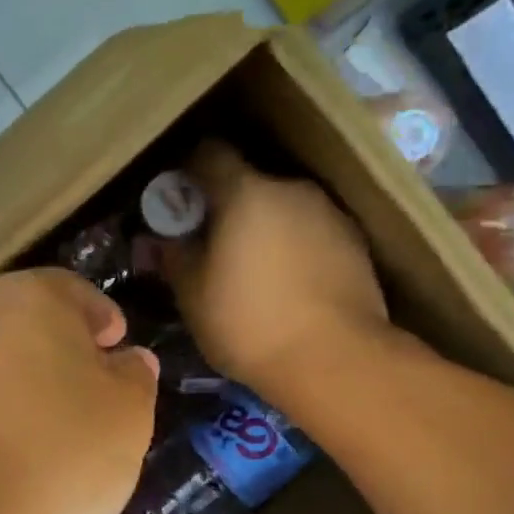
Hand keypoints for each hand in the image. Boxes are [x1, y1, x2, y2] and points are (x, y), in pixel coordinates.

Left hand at [0, 268, 159, 513]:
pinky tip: (5, 468)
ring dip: (22, 395)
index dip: (102, 319)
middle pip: (29, 330)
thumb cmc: (54, 452)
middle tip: (90, 400)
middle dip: (61, 359)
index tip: (116, 347)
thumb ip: (135, 380)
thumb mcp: (126, 418)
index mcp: (31, 299)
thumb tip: (130, 360)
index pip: (75, 292)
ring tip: (48, 444)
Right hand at [166, 142, 391, 408]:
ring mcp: (329, 213)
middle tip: (211, 245)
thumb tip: (157, 238)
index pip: (208, 153)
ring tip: (253, 271)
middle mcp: (291, 189)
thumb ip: (173, 256)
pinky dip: (294, 247)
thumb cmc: (249, 324)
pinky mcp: (356, 242)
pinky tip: (288, 285)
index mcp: (246, 192)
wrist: (335, 359)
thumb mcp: (193, 295)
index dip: (187, 172)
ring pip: (283, 208)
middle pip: (249, 182)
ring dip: (263, 228)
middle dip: (227, 206)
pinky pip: (311, 232)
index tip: (176, 200)